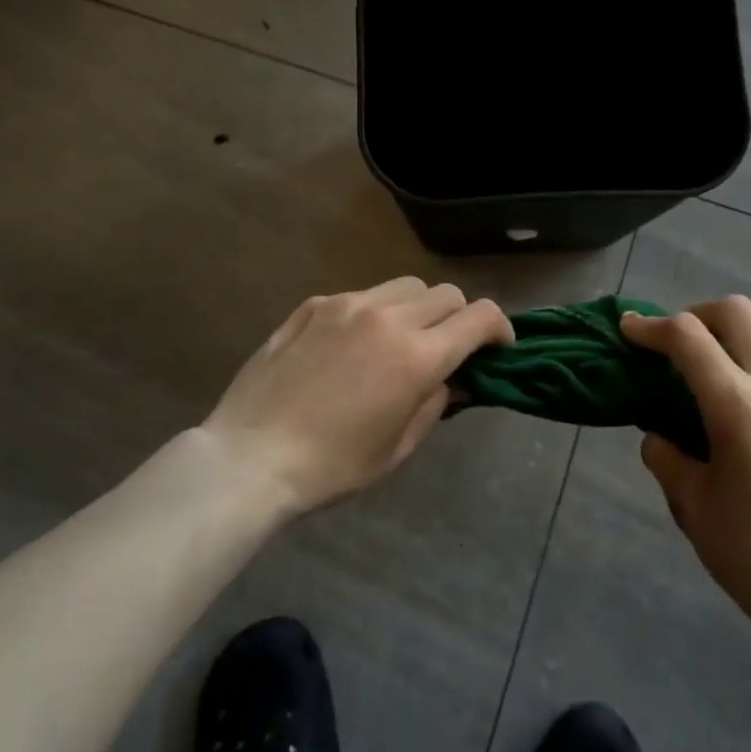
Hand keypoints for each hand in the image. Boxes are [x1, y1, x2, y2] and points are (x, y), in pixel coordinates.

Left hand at [199, 277, 512, 513]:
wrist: (251, 457)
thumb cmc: (332, 466)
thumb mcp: (398, 446)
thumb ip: (436, 403)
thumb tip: (452, 378)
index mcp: (417, 356)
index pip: (479, 317)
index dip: (499, 328)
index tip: (498, 348)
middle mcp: (388, 317)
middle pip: (446, 293)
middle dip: (459, 318)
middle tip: (448, 348)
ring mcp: (348, 305)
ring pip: (406, 286)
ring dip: (419, 308)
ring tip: (401, 340)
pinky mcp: (315, 305)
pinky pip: (362, 296)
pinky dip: (374, 312)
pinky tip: (353, 344)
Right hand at [622, 297, 750, 653]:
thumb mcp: (693, 507)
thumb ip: (666, 456)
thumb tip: (658, 432)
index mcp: (739, 407)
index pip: (687, 337)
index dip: (650, 327)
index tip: (630, 329)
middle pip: (735, 311)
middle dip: (696, 316)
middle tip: (677, 344)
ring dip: (738, 333)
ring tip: (722, 367)